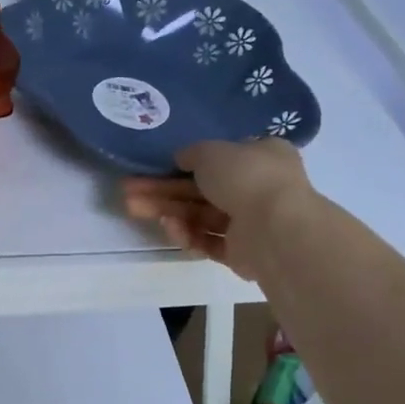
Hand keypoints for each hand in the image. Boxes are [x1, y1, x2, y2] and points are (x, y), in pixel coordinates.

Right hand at [122, 138, 314, 278]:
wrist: (276, 228)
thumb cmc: (247, 177)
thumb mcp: (211, 151)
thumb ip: (192, 153)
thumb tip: (182, 158)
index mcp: (261, 156)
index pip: (220, 158)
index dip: (184, 162)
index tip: (155, 166)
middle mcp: (259, 187)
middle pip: (201, 189)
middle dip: (162, 190)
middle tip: (128, 191)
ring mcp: (251, 222)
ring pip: (200, 216)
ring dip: (167, 211)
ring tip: (133, 208)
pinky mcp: (243, 252)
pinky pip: (209, 241)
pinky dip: (188, 234)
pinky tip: (168, 228)